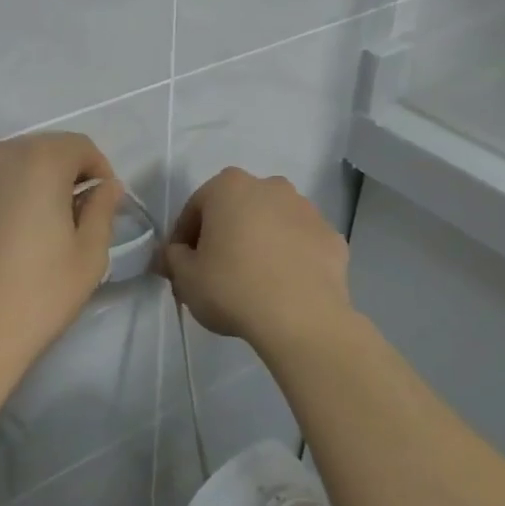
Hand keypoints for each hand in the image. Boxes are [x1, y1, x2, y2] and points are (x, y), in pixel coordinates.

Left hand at [0, 132, 123, 382]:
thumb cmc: (36, 296)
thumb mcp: (88, 256)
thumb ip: (101, 209)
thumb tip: (105, 186)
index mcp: (38, 161)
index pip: (79, 146)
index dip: (97, 171)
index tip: (100, 204)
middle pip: (39, 151)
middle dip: (59, 175)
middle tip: (66, 218)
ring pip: (3, 166)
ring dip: (22, 185)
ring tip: (26, 229)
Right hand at [161, 168, 351, 352]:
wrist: (302, 318)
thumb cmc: (232, 288)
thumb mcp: (185, 277)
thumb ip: (172, 258)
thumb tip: (173, 254)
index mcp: (229, 187)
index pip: (195, 208)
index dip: (183, 238)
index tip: (181, 266)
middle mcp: (271, 186)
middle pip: (236, 209)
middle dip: (224, 234)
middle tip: (214, 271)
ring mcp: (307, 210)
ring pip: (271, 223)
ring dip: (259, 242)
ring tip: (252, 280)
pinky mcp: (333, 237)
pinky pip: (300, 243)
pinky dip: (289, 257)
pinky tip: (282, 286)